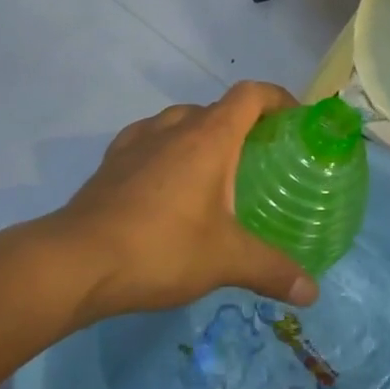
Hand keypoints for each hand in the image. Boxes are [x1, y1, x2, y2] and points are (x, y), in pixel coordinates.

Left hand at [49, 81, 318, 322]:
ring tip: (214, 171)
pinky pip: (149, 140)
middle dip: (242, 125)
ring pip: (180, 121)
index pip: (250, 94)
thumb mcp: (225, 261)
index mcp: (209, 137)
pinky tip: (166, 182)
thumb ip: (272, 271)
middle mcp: (174, 127)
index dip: (276, 98)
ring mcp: (138, 141)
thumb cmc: (162, 248)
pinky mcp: (112, 161)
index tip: (293, 119)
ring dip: (202, 135)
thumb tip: (312, 293)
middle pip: (217, 108)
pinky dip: (166, 149)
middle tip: (259, 159)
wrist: (78, 261)